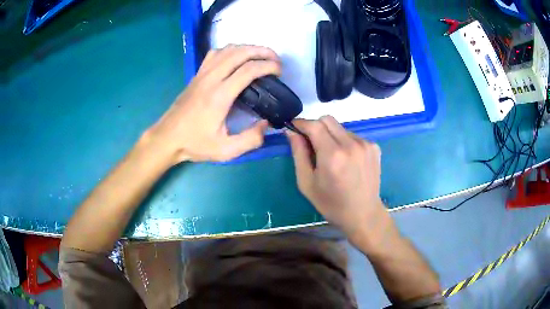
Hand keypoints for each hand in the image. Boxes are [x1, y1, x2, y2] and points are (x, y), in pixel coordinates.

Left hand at [144, 44, 280, 163]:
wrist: (167, 138)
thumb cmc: (195, 144)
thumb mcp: (225, 151)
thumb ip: (250, 140)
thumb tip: (266, 124)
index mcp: (220, 96)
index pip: (248, 69)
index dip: (268, 66)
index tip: (279, 71)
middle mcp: (211, 79)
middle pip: (239, 53)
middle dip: (262, 51)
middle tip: (275, 59)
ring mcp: (202, 74)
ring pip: (227, 49)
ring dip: (247, 48)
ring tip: (260, 56)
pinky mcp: (197, 75)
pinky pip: (215, 54)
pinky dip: (230, 50)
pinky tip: (236, 58)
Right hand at [287, 116, 387, 246]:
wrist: (363, 214)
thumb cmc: (331, 204)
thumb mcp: (307, 183)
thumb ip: (298, 154)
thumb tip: (291, 132)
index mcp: (332, 155)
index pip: (314, 125)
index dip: (301, 123)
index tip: (294, 128)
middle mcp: (351, 144)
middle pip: (327, 120)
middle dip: (315, 127)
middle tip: (311, 143)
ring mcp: (365, 144)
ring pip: (340, 128)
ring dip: (331, 135)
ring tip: (332, 156)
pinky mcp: (374, 147)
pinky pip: (353, 136)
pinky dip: (345, 142)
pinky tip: (347, 160)